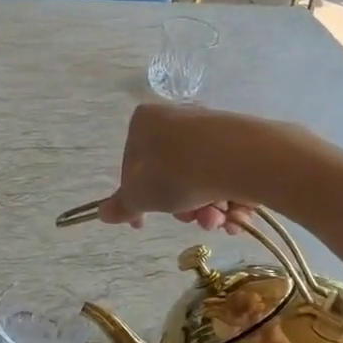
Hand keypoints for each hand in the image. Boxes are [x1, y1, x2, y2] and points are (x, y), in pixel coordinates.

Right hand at [96, 104, 257, 234]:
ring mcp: (209, 127)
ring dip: (207, 209)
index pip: (131, 166)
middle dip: (181, 208)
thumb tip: (102, 213)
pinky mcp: (239, 138)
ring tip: (219, 221)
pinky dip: (228, 198)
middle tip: (191, 222)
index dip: (137, 200)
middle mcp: (176, 117)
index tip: (143, 224)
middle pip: (170, 175)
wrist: (239, 158)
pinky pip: (225, 174)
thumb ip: (121, 206)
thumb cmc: (176, 173)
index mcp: (144, 122)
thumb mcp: (140, 196)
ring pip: (200, 178)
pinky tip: (236, 215)